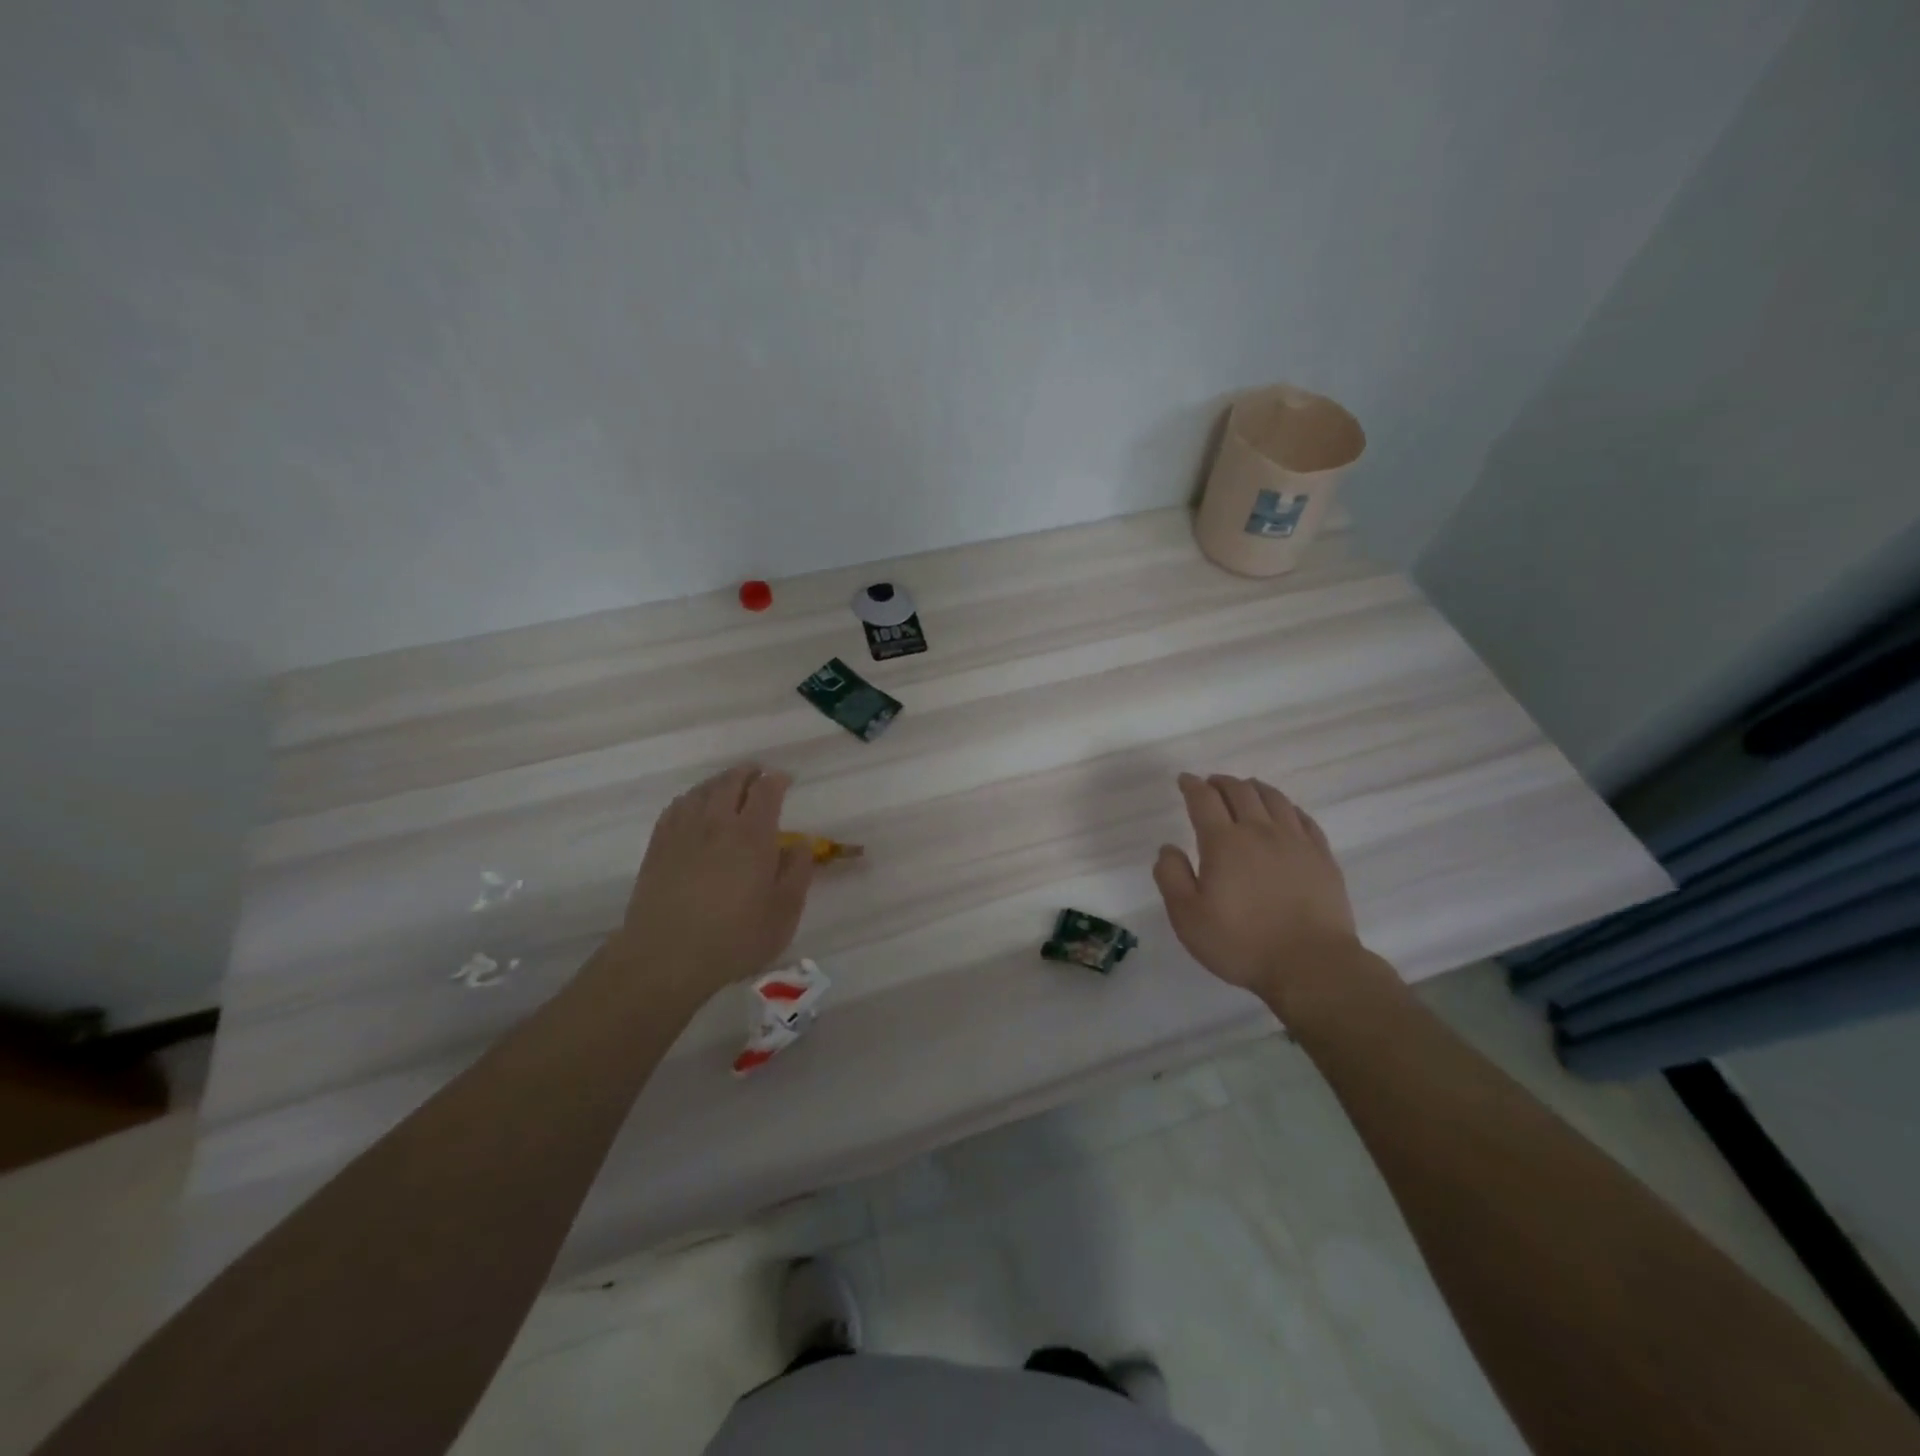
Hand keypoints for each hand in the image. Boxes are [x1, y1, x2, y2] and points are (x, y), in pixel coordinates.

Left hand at [618, 764, 814, 1004]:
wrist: (666, 958)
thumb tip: (801, 843)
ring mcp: (683, 832)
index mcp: (753, 836)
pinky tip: (694, 806)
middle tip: (759, 775)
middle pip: (732, 782)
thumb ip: (797, 873)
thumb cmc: (734, 939)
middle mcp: (717, 823)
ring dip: (720, 782)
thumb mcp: (783, 913)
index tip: (787, 780)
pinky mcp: (658, 847)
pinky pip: (676, 807)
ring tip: (730, 786)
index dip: (778, 780)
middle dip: (749, 773)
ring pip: (702, 790)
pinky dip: (692, 798)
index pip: (766, 791)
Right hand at [1153, 772, 1372, 1012]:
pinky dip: (1287, 807)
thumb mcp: (1187, 917)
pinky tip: (1284, 812)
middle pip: (1240, 791)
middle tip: (1211, 783)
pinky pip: (1303, 818)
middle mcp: (1260, 831)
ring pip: (1274, 798)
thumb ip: (1171, 877)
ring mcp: (1296, 842)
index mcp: (1224, 842)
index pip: (1204, 800)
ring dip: (1254, 788)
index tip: (1184, 780)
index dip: (1192, 786)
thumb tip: (1168, 848)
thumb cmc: (1241, 943)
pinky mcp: (1322, 857)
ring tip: (1245, 789)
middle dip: (1221, 782)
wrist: (1311, 965)